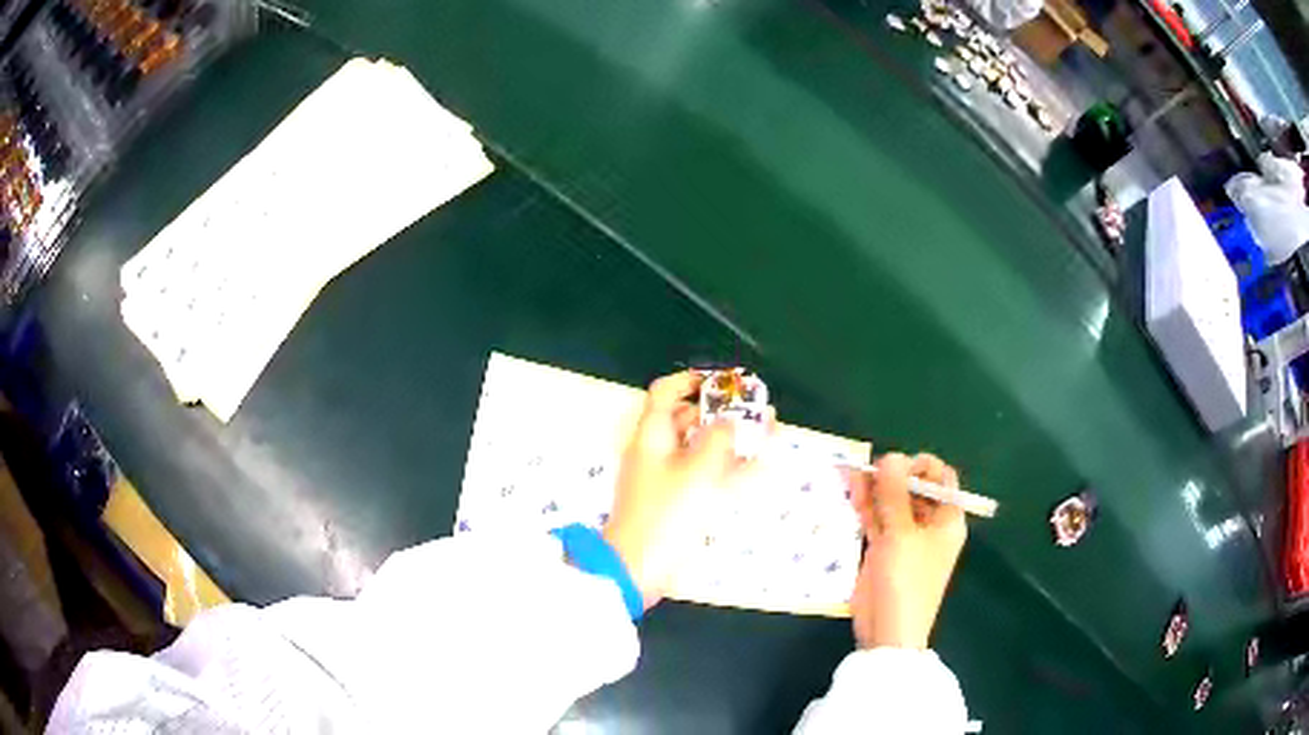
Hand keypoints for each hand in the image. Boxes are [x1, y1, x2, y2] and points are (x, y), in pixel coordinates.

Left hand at [604, 371, 767, 608]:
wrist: (639, 567)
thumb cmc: (667, 512)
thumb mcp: (698, 470)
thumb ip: (719, 439)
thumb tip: (729, 421)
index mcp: (652, 435)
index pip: (665, 392)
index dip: (691, 380)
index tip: (723, 381)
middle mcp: (657, 451)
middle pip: (688, 420)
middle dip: (723, 412)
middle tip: (757, 408)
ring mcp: (667, 479)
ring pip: (702, 449)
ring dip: (732, 439)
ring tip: (768, 432)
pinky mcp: (677, 503)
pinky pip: (706, 476)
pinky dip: (730, 468)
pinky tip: (760, 466)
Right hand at [849, 453, 966, 649]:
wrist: (889, 630)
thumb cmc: (906, 579)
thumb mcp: (902, 533)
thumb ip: (894, 494)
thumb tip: (890, 456)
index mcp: (947, 518)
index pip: (941, 478)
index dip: (920, 466)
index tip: (895, 468)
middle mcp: (929, 524)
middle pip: (913, 488)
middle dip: (891, 475)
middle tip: (867, 470)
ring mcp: (905, 537)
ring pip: (891, 503)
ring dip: (874, 488)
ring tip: (851, 472)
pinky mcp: (884, 549)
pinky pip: (876, 520)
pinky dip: (865, 506)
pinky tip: (850, 490)